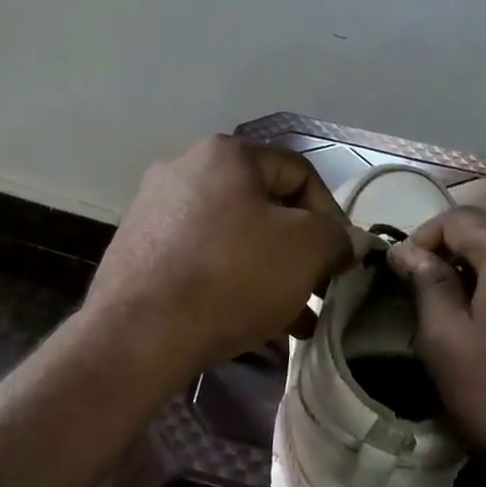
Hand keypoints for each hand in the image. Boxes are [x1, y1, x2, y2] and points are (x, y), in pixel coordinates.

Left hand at [84, 136, 356, 378]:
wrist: (138, 333)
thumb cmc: (231, 277)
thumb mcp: (305, 250)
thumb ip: (337, 237)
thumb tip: (347, 241)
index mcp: (225, 153)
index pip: (299, 173)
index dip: (332, 215)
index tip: (340, 261)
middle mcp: (185, 168)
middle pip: (264, 206)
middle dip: (298, 251)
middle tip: (318, 290)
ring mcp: (155, 208)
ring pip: (233, 236)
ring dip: (269, 272)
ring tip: (294, 319)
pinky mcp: (139, 248)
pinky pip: (201, 257)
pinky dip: (231, 281)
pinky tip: (251, 321)